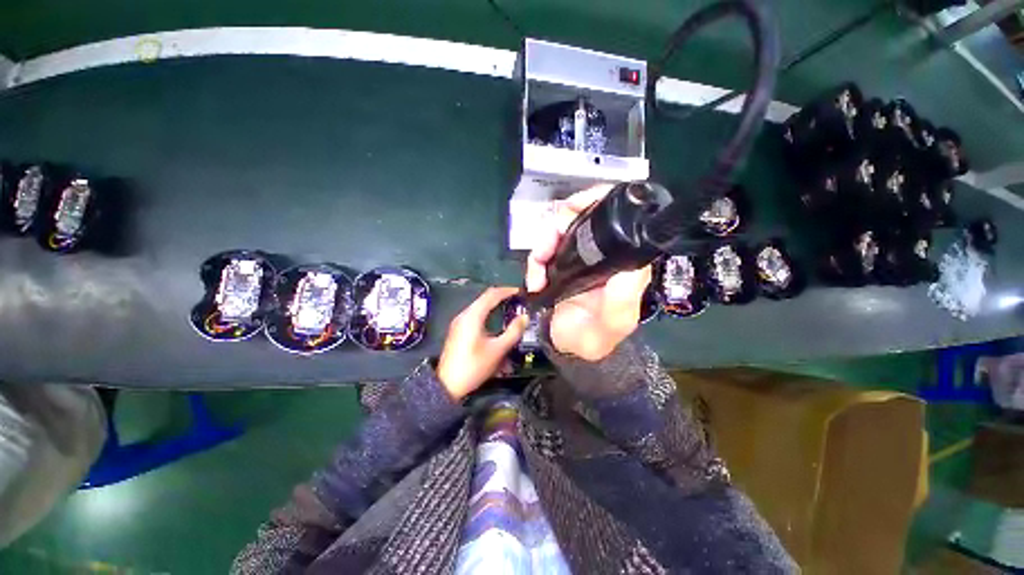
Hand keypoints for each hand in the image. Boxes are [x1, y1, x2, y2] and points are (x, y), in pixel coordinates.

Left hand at [437, 286, 527, 400]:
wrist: (447, 385)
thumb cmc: (474, 366)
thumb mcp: (497, 350)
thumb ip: (513, 332)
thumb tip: (524, 317)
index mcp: (473, 316)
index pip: (491, 294)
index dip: (507, 291)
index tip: (520, 292)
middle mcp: (464, 315)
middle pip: (485, 299)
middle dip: (501, 297)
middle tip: (517, 300)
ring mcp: (459, 322)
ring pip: (479, 307)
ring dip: (494, 305)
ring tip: (509, 308)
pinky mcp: (458, 330)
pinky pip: (475, 315)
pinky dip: (487, 314)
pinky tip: (496, 321)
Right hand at [526, 185, 651, 360]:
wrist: (565, 347)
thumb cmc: (592, 337)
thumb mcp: (612, 323)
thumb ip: (622, 298)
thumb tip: (632, 263)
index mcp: (623, 261)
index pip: (618, 216)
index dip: (596, 200)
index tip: (573, 207)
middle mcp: (603, 253)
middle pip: (581, 216)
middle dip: (560, 223)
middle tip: (547, 246)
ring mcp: (578, 256)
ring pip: (558, 229)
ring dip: (543, 243)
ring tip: (537, 269)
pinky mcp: (559, 263)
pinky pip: (543, 249)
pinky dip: (535, 259)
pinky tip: (534, 279)